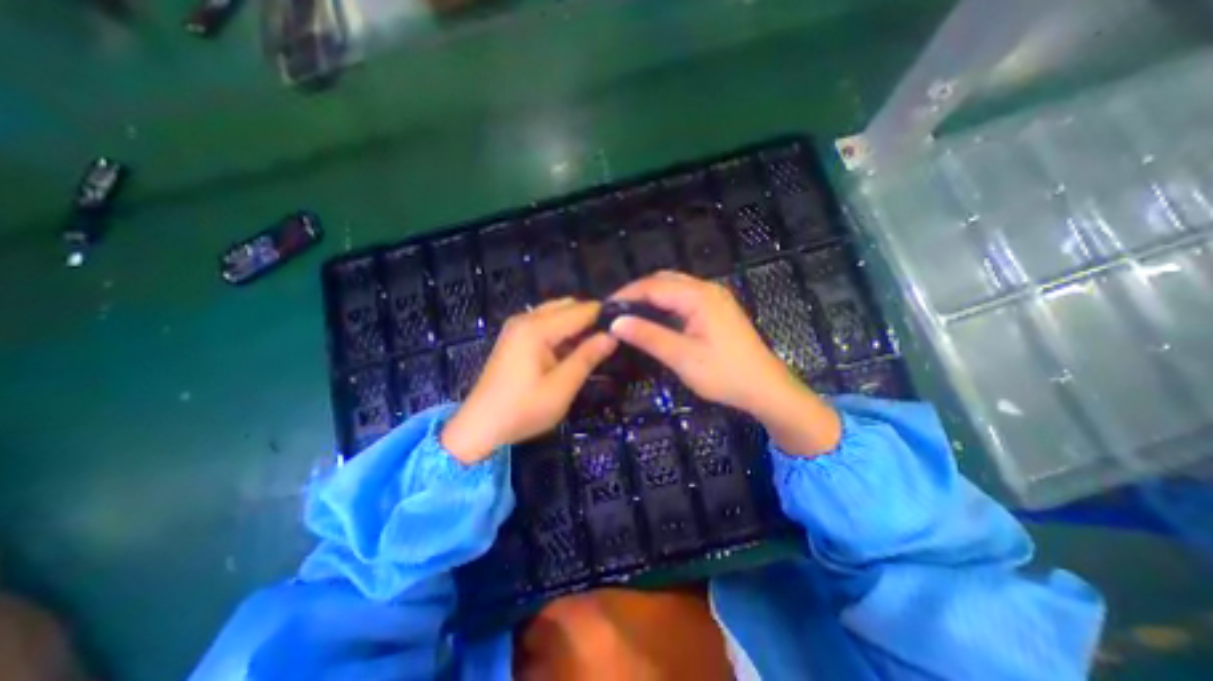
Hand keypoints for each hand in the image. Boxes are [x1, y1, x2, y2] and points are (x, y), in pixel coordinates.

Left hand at [439, 302, 615, 465]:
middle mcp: (526, 319)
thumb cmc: (522, 410)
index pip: (581, 310)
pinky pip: (546, 324)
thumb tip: (612, 336)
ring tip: (595, 346)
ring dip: (577, 325)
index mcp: (537, 328)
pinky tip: (572, 350)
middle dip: (591, 319)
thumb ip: (587, 357)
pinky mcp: (515, 337)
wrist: (479, 427)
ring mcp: (518, 327)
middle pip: (568, 306)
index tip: (625, 326)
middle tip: (610, 340)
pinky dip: (562, 331)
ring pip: (557, 313)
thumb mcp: (561, 387)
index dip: (604, 316)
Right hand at [606, 271, 786, 408]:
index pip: (653, 286)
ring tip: (630, 315)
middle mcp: (707, 289)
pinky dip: (665, 304)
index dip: (626, 294)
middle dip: (637, 292)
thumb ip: (648, 336)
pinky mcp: (717, 309)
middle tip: (616, 312)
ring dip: (651, 297)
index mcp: (699, 296)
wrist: (765, 388)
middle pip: (663, 281)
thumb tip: (616, 323)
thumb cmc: (725, 374)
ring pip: (674, 288)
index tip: (604, 308)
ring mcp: (714, 298)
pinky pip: (684, 297)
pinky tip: (655, 319)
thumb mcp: (682, 357)